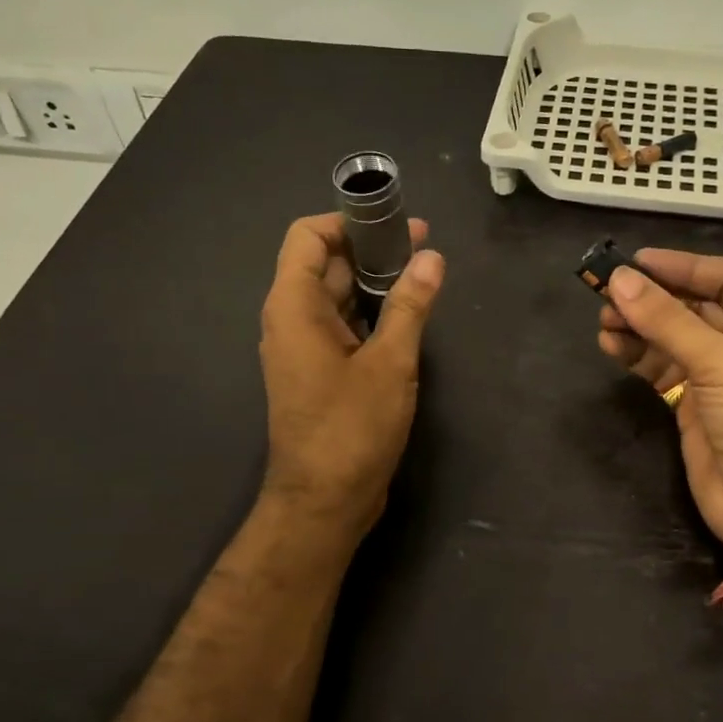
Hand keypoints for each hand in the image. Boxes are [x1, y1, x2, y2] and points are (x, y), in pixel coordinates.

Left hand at [259, 213, 444, 534]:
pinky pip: (341, 327)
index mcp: (294, 306)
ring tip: (422, 275)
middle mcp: (290, 320)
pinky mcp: (318, 373)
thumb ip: (409, 306)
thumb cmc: (352, 428)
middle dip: (371, 250)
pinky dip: (370, 314)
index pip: (308, 237)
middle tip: (424, 246)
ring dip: (374, 283)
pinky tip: (406, 316)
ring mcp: (302, 348)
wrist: (324, 501)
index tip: (393, 222)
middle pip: (325, 264)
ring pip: (336, 297)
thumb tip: (431, 257)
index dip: (348, 220)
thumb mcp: (390, 363)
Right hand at [597, 249, 722, 567]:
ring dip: (639, 326)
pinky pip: (662, 368)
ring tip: (604, 321)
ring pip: (674, 337)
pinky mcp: (696, 404)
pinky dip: (637, 356)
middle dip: (653, 299)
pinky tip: (611, 346)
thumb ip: (668, 320)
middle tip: (607, 293)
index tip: (636, 262)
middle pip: (695, 306)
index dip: (682, 267)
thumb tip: (619, 280)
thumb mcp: (722, 363)